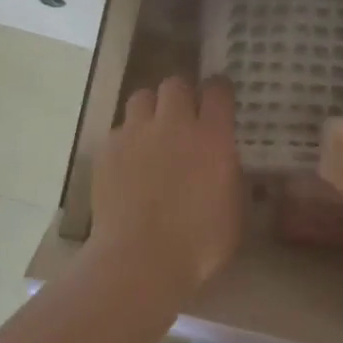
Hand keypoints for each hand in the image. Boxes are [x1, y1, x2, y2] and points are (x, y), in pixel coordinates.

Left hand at [91, 75, 242, 288]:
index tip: (219, 98)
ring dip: (150, 109)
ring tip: (152, 132)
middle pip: (175, 83)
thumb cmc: (198, 244)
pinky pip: (119, 130)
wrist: (140, 259)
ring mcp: (135, 134)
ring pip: (141, 97)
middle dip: (181, 94)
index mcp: (212, 137)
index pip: (217, 90)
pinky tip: (128, 163)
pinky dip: (127, 139)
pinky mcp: (107, 149)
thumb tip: (229, 166)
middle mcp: (173, 124)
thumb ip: (233, 178)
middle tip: (183, 115)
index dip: (219, 90)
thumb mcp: (234, 212)